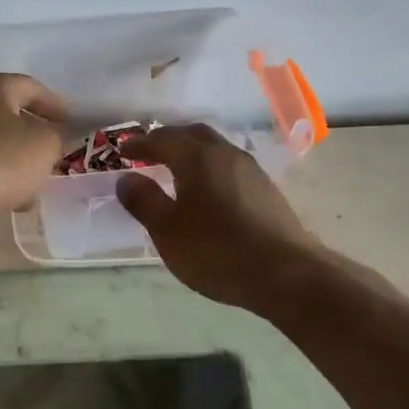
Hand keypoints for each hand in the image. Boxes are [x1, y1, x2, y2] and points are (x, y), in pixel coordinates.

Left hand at [0, 73, 67, 248]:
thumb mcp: (45, 145)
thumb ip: (57, 136)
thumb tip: (50, 138)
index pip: (33, 88)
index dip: (57, 107)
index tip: (73, 127)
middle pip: (14, 118)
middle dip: (38, 141)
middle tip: (56, 160)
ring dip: (20, 167)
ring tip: (36, 191)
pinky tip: (11, 204)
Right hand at [116, 125, 324, 311]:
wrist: (286, 274)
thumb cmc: (216, 250)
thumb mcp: (167, 230)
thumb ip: (143, 201)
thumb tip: (127, 178)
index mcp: (197, 158)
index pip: (162, 139)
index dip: (140, 144)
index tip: (122, 151)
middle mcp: (225, 154)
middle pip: (193, 134)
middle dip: (169, 140)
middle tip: (149, 152)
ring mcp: (251, 171)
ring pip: (215, 149)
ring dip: (192, 153)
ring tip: (176, 170)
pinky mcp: (266, 190)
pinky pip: (230, 167)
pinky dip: (210, 169)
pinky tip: (207, 191)